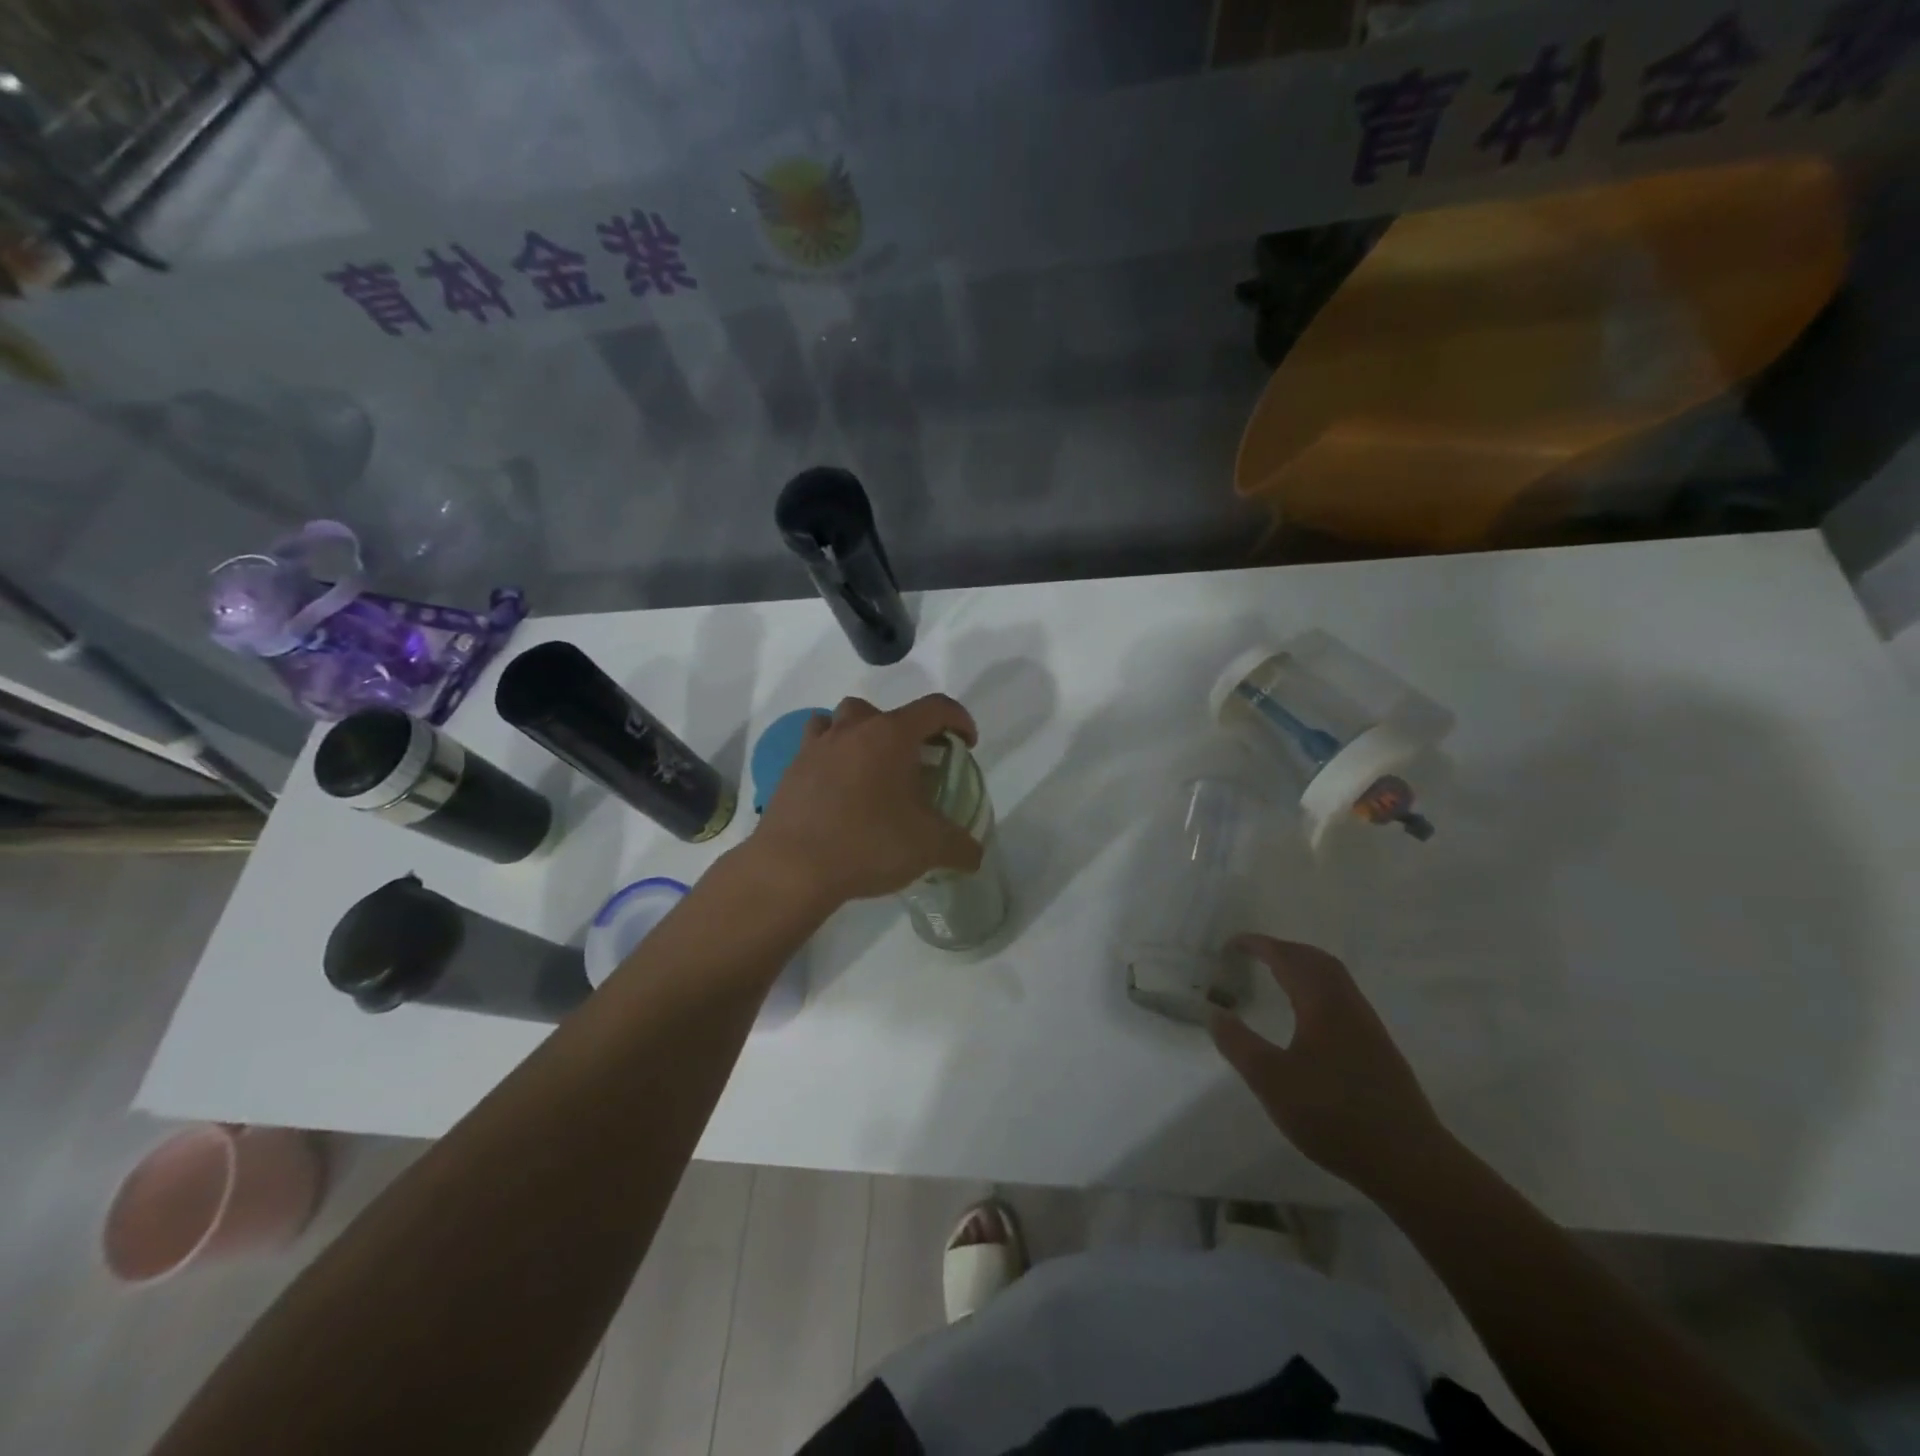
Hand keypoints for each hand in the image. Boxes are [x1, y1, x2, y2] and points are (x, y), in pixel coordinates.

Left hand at [748, 694, 984, 909]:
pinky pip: (815, 750)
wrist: (793, 866)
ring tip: (870, 771)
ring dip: (859, 736)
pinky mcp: (791, 770)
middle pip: (882, 712)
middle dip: (903, 731)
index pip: (935, 708)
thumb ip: (960, 846)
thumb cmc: (869, 843)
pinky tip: (837, 792)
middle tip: (912, 764)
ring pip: (839, 721)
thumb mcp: (929, 847)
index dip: (959, 720)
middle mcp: (853, 729)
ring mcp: (816, 747)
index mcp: (891, 735)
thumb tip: (974, 853)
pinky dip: (830, 760)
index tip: (966, 744)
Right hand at [1211, 935, 1452, 1198]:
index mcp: (1322, 1004)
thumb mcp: (1272, 1082)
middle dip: (1283, 950)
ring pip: (1334, 979)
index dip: (1258, 945)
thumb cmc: (1334, 1116)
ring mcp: (1368, 1027)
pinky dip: (1317, 988)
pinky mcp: (1378, 1050)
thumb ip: (1239, 1044)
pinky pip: (1342, 999)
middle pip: (1316, 960)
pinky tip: (1308, 1017)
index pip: (1287, 958)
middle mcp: (1348, 1006)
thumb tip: (1215, 1013)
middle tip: (1253, 954)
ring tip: (1276, 977)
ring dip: (1303, 967)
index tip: (1231, 945)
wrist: (1410, 1163)